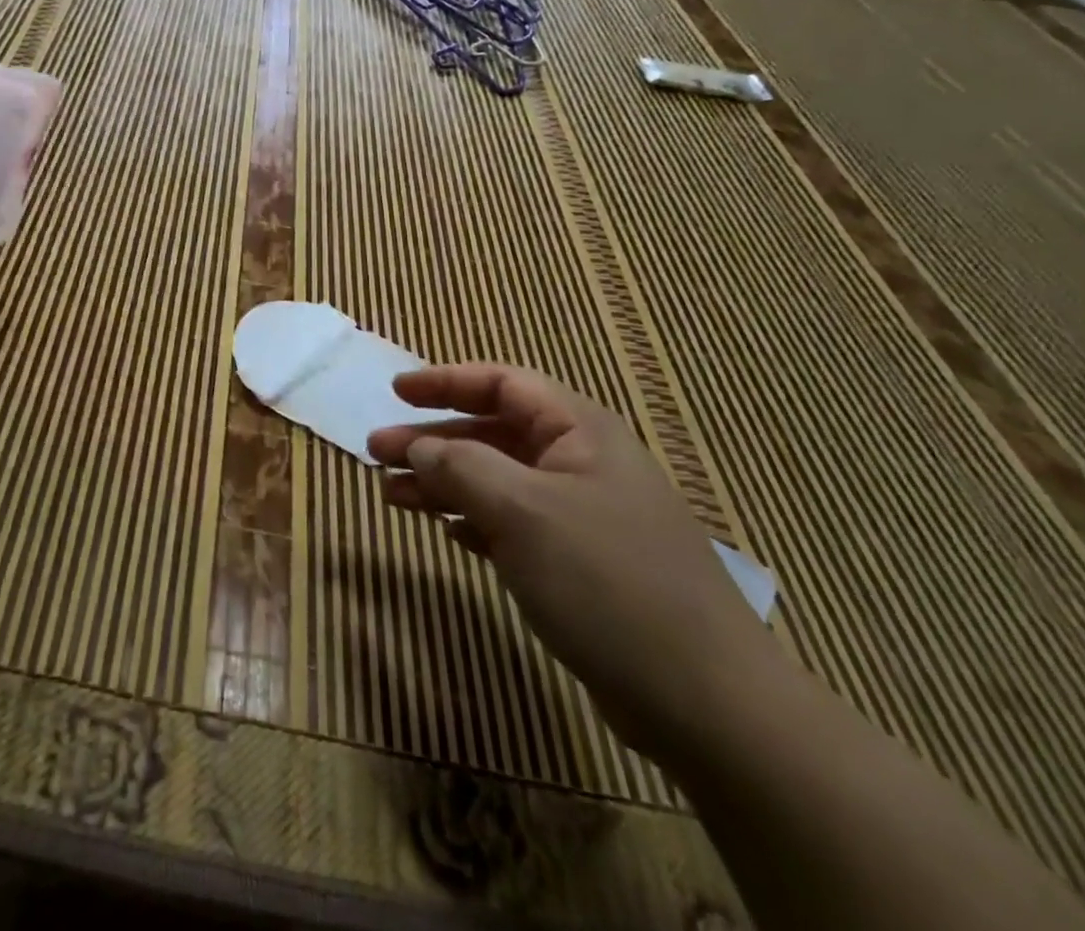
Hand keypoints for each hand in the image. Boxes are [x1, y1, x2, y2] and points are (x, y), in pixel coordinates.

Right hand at [368, 365, 786, 757]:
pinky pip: (512, 523)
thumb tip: (417, 445)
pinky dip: (473, 520)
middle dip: (433, 439)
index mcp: (579, 431)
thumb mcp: (523, 511)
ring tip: (392, 495)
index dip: (446, 381)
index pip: (502, 384)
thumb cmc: (608, 582)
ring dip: (443, 482)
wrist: (706, 703)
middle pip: (492, 433)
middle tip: (377, 453)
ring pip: (497, 480)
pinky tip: (446, 532)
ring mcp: (582, 515)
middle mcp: (581, 463)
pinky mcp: (580, 563)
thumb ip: (461, 467)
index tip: (396, 392)